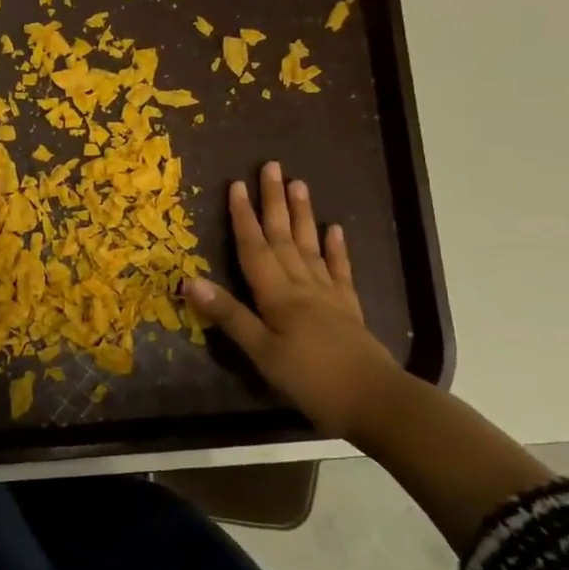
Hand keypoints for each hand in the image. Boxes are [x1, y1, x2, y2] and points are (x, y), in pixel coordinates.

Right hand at [182, 161, 401, 438]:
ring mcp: (329, 296)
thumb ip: (229, 316)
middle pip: (283, 238)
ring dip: (302, 215)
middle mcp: (303, 287)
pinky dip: (336, 249)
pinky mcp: (349, 310)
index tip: (235, 185)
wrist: (377, 403)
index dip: (242, 217)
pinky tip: (334, 230)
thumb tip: (191, 281)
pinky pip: (339, 271)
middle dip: (274, 202)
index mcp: (278, 296)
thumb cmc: (312, 380)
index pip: (255, 248)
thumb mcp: (262, 353)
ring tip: (299, 185)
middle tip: (272, 167)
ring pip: (310, 247)